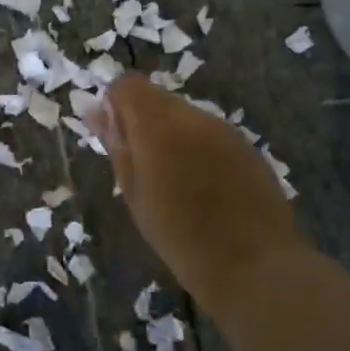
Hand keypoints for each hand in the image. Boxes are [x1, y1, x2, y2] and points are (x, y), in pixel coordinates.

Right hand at [90, 73, 305, 300]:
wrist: (253, 266)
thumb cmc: (178, 235)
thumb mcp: (134, 193)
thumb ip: (116, 145)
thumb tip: (96, 111)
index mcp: (157, 124)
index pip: (128, 84)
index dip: (116, 105)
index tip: (117, 139)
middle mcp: (192, 116)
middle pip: (158, 98)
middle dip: (144, 121)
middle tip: (143, 166)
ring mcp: (224, 129)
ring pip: (185, 115)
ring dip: (173, 135)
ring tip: (176, 181)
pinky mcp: (247, 146)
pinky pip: (211, 133)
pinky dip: (199, 148)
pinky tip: (206, 187)